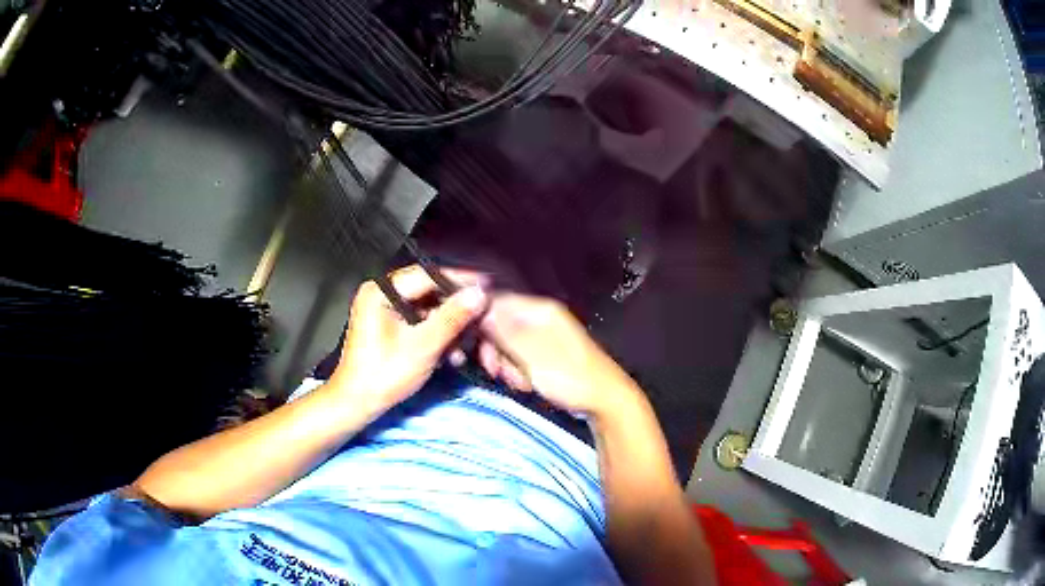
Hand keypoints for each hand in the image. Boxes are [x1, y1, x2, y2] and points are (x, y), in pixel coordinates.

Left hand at [328, 265, 487, 415]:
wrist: (356, 403)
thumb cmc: (383, 375)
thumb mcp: (423, 346)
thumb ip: (452, 318)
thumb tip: (479, 294)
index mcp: (382, 291)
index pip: (428, 275)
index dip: (460, 281)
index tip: (488, 287)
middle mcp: (382, 293)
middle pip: (430, 291)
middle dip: (456, 310)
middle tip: (482, 320)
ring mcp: (384, 309)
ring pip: (428, 308)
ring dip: (449, 327)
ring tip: (466, 345)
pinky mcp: (389, 325)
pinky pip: (420, 321)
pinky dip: (437, 335)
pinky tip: (452, 354)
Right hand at [478, 294, 639, 417]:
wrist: (605, 401)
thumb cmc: (569, 376)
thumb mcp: (531, 354)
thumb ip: (503, 331)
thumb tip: (479, 310)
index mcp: (540, 310)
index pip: (498, 302)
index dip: (482, 322)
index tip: (475, 346)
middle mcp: (542, 318)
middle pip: (501, 326)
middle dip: (496, 350)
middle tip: (498, 371)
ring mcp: (546, 337)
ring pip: (510, 345)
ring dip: (508, 365)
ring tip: (519, 382)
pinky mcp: (548, 355)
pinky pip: (522, 358)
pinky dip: (520, 372)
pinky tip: (527, 385)